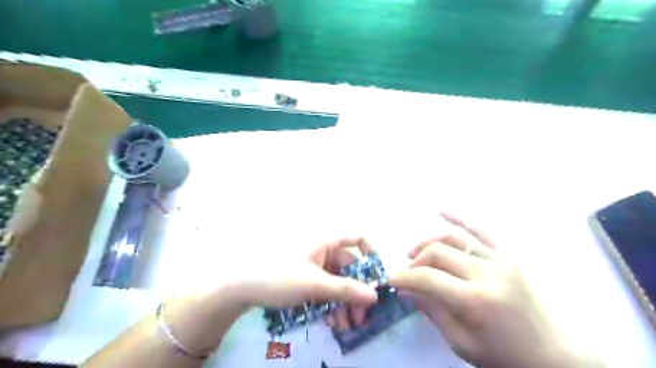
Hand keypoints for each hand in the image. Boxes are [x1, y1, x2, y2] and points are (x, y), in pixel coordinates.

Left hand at [240, 239, 378, 327]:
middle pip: (349, 268)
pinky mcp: (305, 280)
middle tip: (361, 318)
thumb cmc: (280, 276)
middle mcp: (323, 251)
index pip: (356, 239)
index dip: (371, 254)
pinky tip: (333, 322)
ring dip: (345, 302)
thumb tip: (375, 296)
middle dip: (357, 292)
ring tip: (346, 326)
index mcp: (326, 242)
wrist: (241, 287)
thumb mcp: (315, 284)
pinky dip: (331, 303)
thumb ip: (346, 289)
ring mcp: (314, 266)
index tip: (378, 277)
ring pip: (338, 282)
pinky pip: (325, 289)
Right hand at [391, 214, 600, 367]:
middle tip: (406, 273)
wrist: (554, 353)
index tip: (393, 281)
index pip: (429, 278)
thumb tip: (407, 289)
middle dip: (415, 261)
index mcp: (477, 299)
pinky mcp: (508, 255)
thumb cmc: (505, 355)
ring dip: (428, 243)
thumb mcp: (462, 343)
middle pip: (438, 253)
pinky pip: (482, 230)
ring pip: (454, 239)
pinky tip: (441, 211)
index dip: (405, 277)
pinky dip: (460, 219)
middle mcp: (488, 272)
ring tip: (413, 253)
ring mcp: (500, 259)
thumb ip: (432, 311)